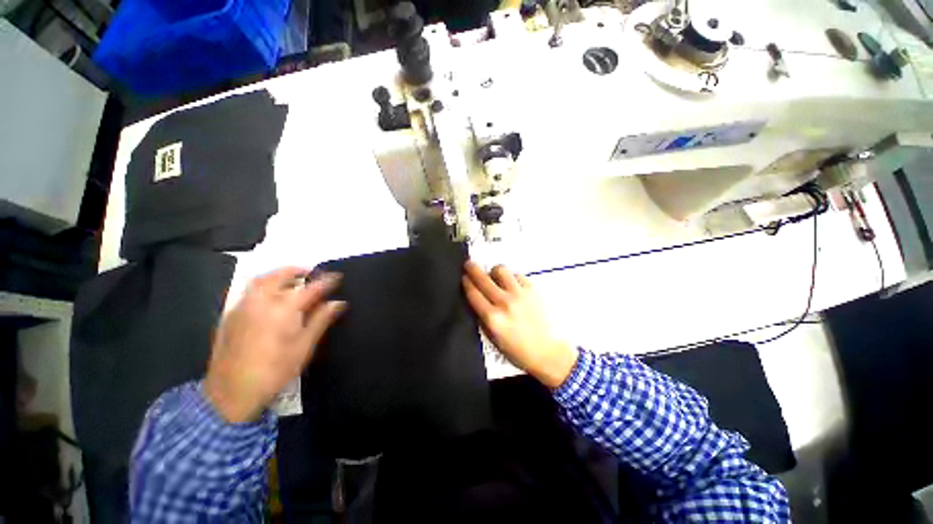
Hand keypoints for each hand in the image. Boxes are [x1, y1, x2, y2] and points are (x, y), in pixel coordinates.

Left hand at [205, 267, 345, 422]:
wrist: (231, 392)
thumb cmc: (275, 370)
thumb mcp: (304, 346)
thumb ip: (321, 320)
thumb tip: (338, 303)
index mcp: (283, 309)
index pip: (310, 288)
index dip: (326, 281)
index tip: (338, 277)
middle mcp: (261, 301)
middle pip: (280, 275)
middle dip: (298, 270)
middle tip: (312, 273)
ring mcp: (242, 306)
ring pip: (260, 279)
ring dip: (278, 274)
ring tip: (291, 279)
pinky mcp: (230, 315)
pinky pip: (248, 290)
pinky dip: (263, 284)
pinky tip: (270, 296)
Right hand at [462, 261, 577, 388]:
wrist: (547, 351)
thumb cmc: (517, 350)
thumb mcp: (493, 338)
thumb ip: (482, 317)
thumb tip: (474, 297)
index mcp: (493, 318)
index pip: (473, 293)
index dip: (466, 282)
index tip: (464, 277)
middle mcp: (505, 303)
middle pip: (483, 278)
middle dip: (472, 268)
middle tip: (469, 264)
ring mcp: (520, 294)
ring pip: (501, 270)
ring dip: (494, 271)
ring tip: (495, 277)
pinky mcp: (533, 289)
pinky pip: (517, 274)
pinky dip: (511, 277)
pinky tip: (511, 284)